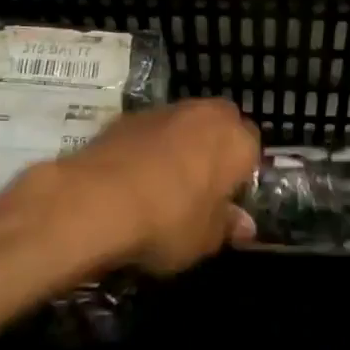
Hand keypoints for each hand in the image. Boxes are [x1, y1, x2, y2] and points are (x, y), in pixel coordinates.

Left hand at [48, 99, 260, 275]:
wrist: (96, 200)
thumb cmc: (168, 220)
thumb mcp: (205, 239)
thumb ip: (227, 226)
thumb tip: (243, 225)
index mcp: (235, 139)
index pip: (253, 147)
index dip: (242, 174)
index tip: (228, 200)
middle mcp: (204, 114)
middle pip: (218, 126)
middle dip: (213, 150)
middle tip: (200, 188)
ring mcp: (163, 111)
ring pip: (182, 126)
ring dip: (179, 146)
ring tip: (163, 185)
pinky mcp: (126, 117)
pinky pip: (149, 133)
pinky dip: (147, 149)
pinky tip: (133, 180)